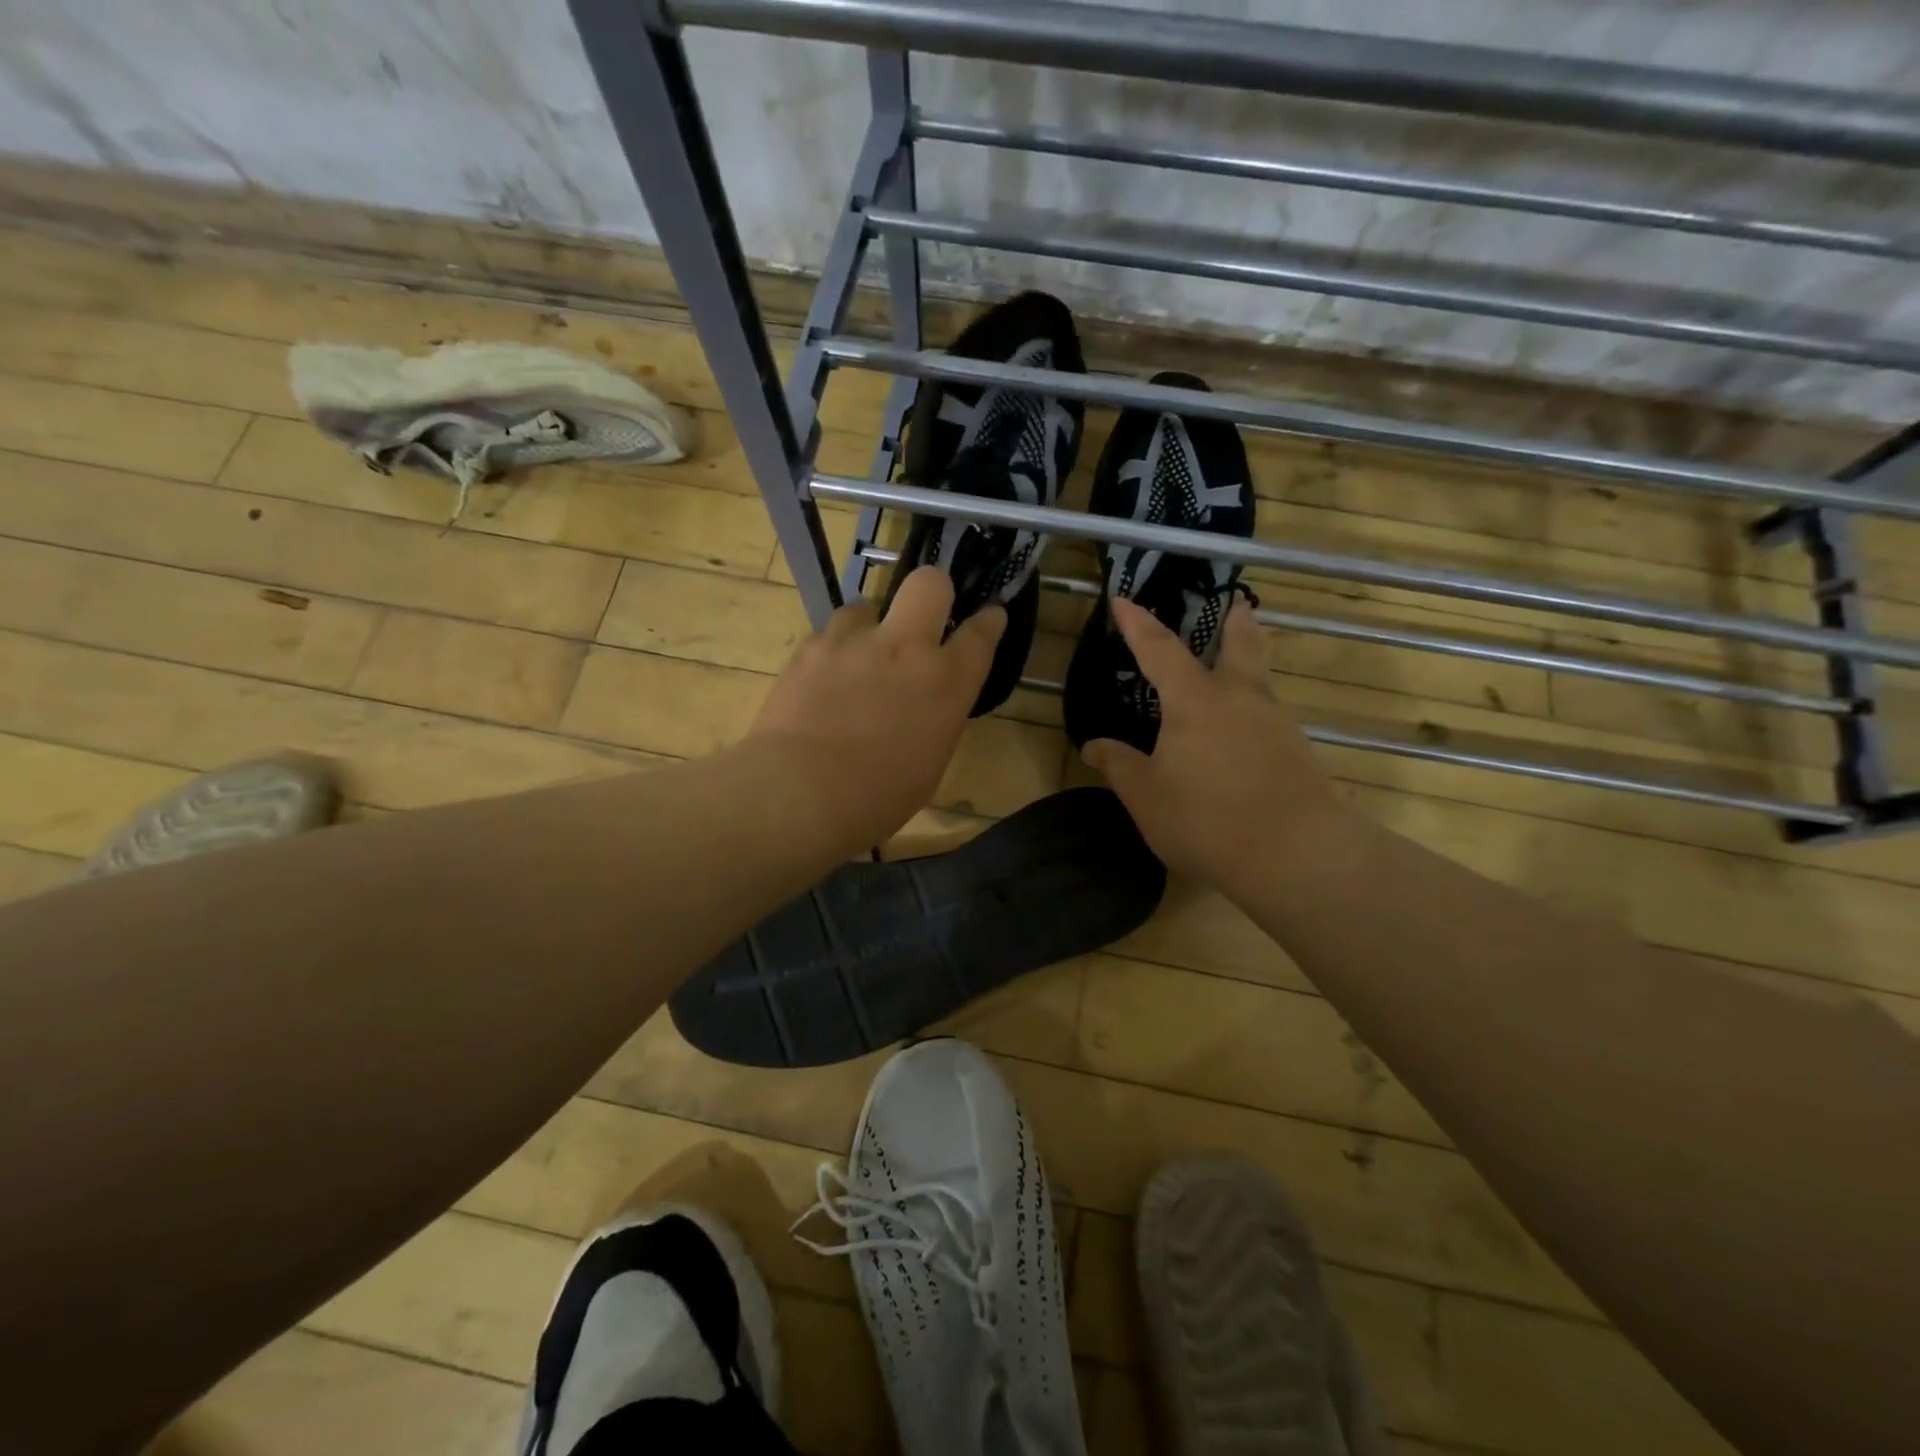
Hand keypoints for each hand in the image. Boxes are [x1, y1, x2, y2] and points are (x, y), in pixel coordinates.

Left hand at [748, 567, 1005, 847]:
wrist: (802, 792)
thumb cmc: (878, 797)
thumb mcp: (930, 761)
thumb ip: (936, 715)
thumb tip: (926, 701)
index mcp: (946, 681)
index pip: (981, 633)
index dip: (988, 620)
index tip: (988, 616)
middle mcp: (906, 647)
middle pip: (929, 584)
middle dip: (932, 591)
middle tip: (922, 616)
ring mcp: (855, 641)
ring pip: (867, 605)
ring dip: (869, 628)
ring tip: (856, 661)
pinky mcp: (811, 647)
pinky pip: (829, 635)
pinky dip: (831, 653)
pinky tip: (821, 682)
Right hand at [1082, 598, 1352, 894]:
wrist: (1298, 854)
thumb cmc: (1207, 819)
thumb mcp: (1146, 796)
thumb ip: (1119, 765)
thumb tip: (1092, 745)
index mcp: (1195, 701)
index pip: (1159, 650)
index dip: (1137, 624)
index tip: (1122, 600)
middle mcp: (1240, 699)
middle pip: (1240, 647)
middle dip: (1234, 624)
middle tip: (1237, 605)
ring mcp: (1276, 724)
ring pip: (1260, 680)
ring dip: (1249, 663)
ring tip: (1238, 666)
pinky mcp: (1298, 752)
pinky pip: (1270, 715)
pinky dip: (1255, 708)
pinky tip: (1245, 732)